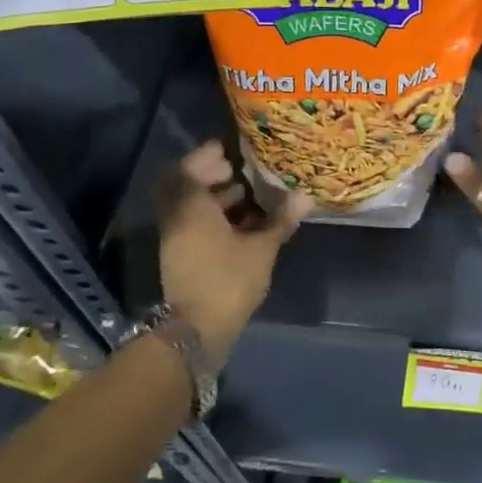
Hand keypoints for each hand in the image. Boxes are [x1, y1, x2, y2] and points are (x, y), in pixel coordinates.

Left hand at [157, 141, 308, 358]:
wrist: (196, 332)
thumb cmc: (227, 281)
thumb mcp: (261, 249)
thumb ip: (280, 220)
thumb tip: (305, 197)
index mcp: (191, 208)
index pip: (190, 168)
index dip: (207, 155)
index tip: (230, 150)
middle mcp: (177, 218)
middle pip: (187, 185)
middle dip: (211, 175)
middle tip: (239, 170)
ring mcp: (176, 239)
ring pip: (191, 206)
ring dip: (214, 197)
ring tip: (247, 195)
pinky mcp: (181, 257)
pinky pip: (194, 224)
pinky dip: (213, 217)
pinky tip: (242, 223)